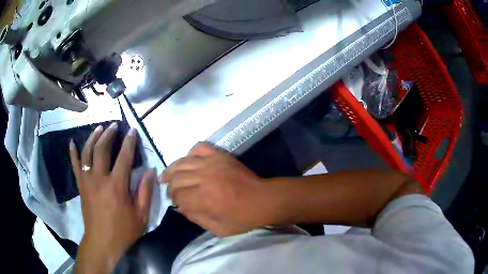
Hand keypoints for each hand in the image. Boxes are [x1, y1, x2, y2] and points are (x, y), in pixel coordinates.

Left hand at [70, 123, 154, 273]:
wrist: (102, 242)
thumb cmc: (123, 231)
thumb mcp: (141, 215)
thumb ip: (145, 192)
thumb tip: (150, 171)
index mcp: (116, 186)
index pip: (124, 157)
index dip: (129, 142)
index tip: (132, 130)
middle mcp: (99, 179)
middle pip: (102, 149)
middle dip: (108, 134)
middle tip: (114, 125)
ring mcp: (87, 181)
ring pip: (87, 153)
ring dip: (93, 138)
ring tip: (99, 128)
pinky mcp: (80, 186)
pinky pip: (74, 165)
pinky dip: (73, 152)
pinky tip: (72, 142)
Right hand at [161, 143, 277, 236]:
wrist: (263, 200)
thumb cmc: (243, 218)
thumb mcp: (219, 229)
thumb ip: (196, 218)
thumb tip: (181, 208)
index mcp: (204, 199)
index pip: (178, 196)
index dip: (174, 201)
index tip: (177, 204)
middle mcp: (204, 178)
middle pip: (176, 179)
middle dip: (170, 188)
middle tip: (171, 193)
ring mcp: (212, 163)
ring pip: (182, 163)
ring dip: (172, 170)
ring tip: (166, 176)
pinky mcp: (220, 155)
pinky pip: (199, 148)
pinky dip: (190, 154)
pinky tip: (188, 162)